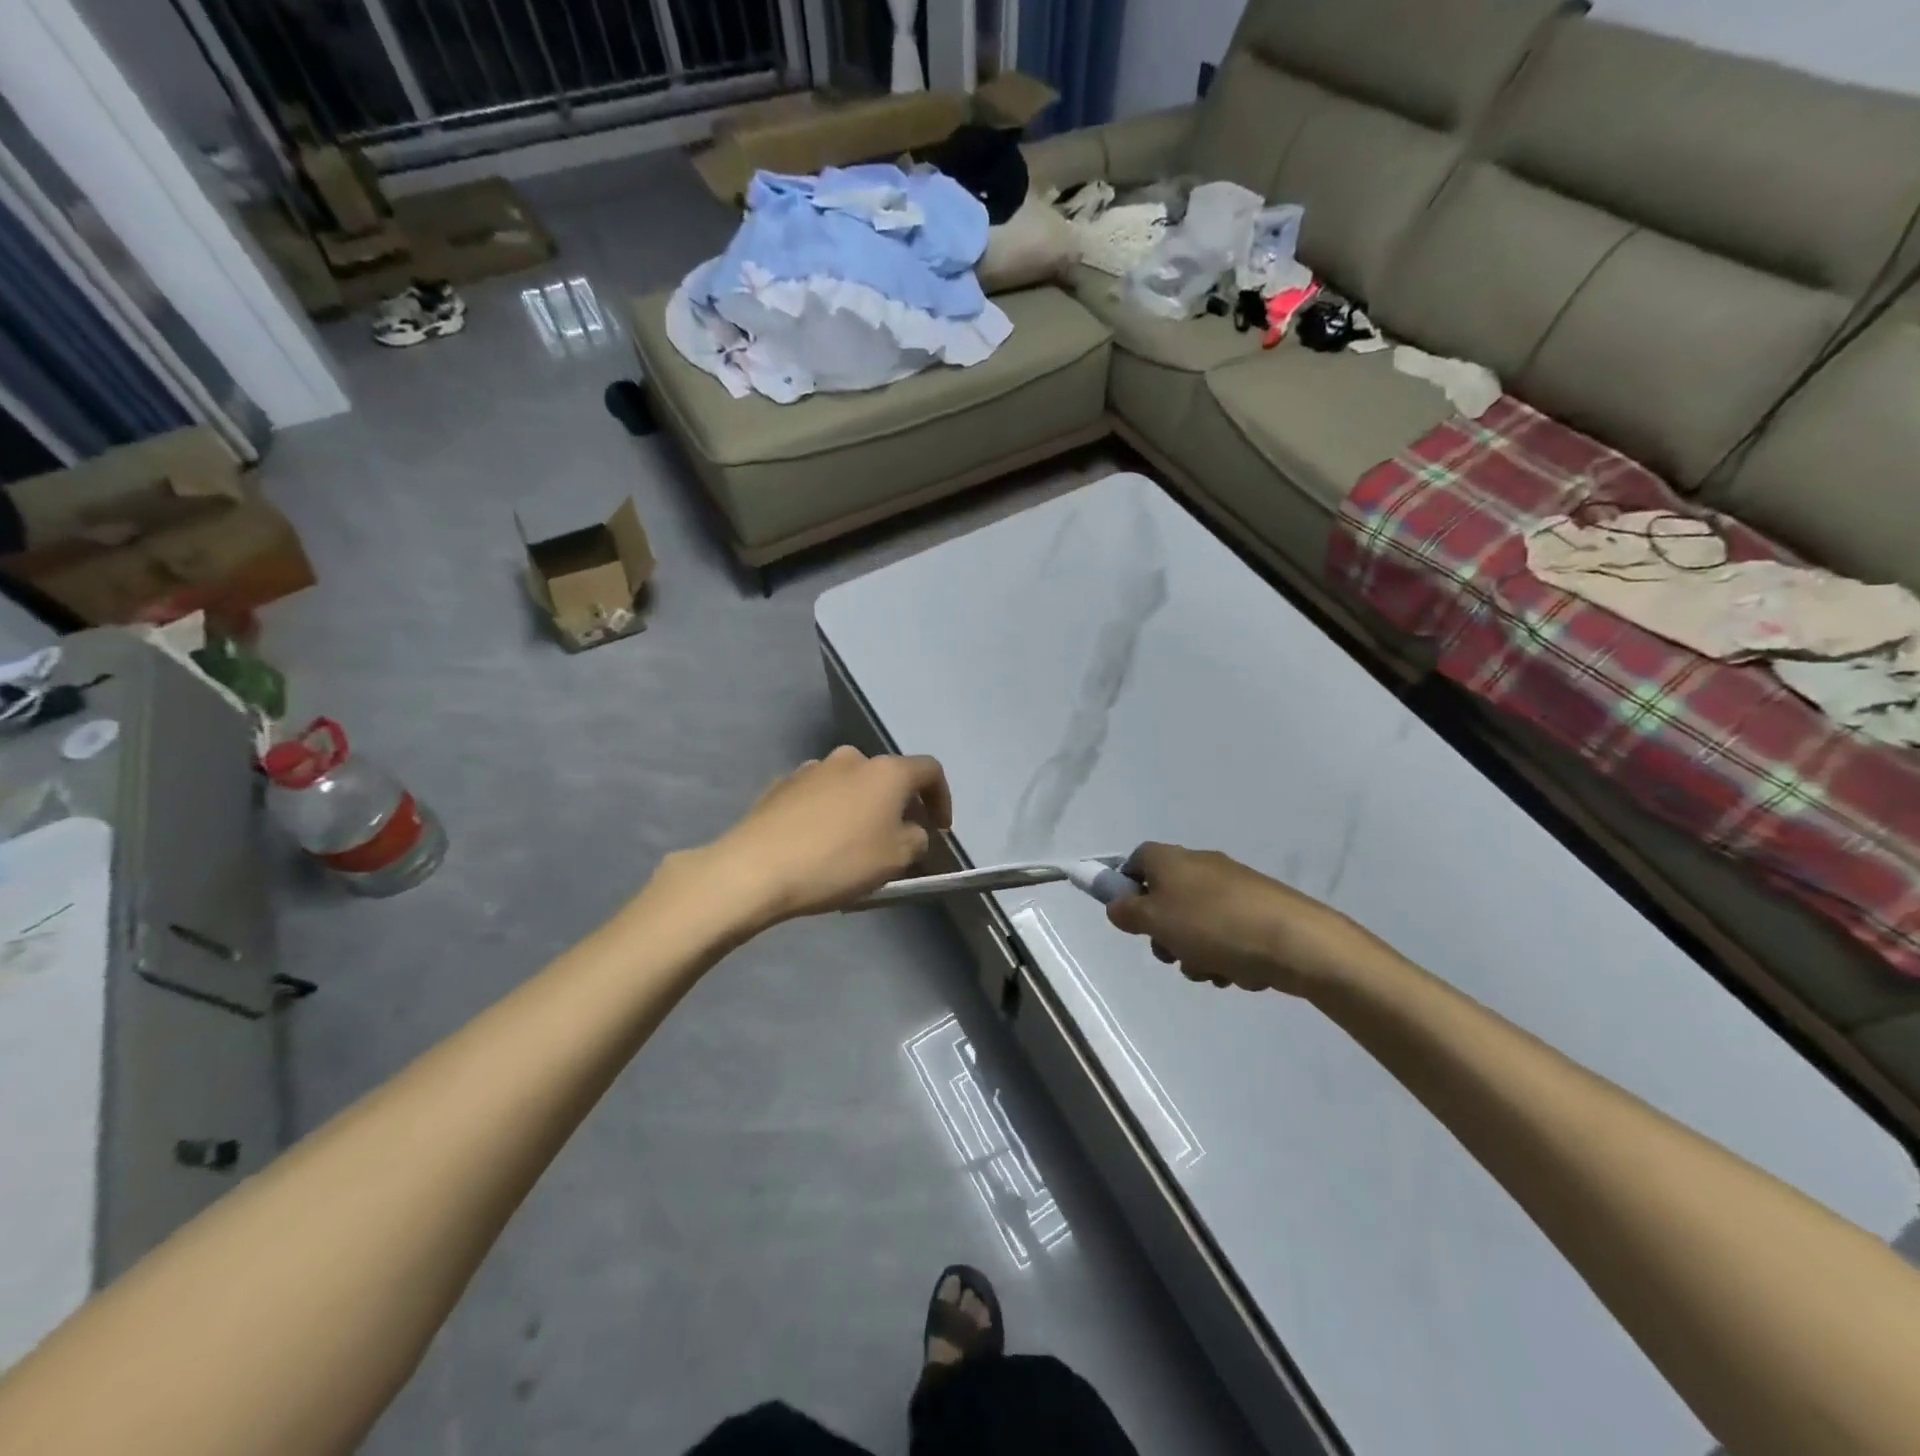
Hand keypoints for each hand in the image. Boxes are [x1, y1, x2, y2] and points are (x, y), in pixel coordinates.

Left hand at [708, 746, 952, 923]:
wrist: (756, 868)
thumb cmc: (839, 861)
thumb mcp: (896, 858)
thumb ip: (917, 839)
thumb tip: (912, 830)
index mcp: (886, 771)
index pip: (930, 770)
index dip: (942, 798)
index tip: (940, 829)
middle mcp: (851, 758)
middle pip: (887, 776)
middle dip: (898, 804)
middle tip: (897, 838)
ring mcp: (812, 768)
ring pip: (850, 784)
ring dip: (860, 807)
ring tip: (854, 843)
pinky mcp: (780, 785)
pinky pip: (818, 795)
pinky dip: (828, 812)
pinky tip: (818, 842)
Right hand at [1105, 843, 1365, 995]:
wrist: (1295, 941)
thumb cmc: (1213, 926)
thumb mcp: (1155, 921)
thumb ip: (1127, 912)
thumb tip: (1117, 905)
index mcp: (1170, 859)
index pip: (1135, 861)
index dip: (1126, 888)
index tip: (1131, 920)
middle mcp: (1200, 865)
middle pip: (1164, 897)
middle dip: (1164, 933)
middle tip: (1172, 954)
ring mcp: (1232, 886)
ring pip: (1195, 922)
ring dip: (1195, 951)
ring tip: (1212, 970)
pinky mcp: (1259, 908)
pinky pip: (1226, 932)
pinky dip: (1225, 953)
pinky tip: (1238, 971)